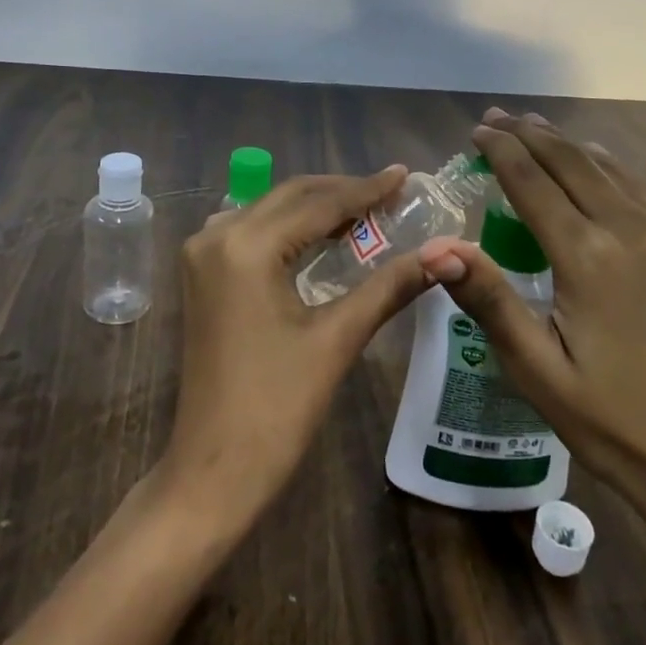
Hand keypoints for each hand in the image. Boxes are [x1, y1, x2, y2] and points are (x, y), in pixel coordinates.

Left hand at [156, 167, 432, 531]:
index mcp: (247, 246)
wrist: (212, 470)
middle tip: (391, 192)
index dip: (366, 189)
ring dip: (315, 207)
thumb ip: (389, 287)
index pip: (319, 204)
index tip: (405, 174)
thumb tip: (445, 254)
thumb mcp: (337, 339)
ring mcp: (202, 254)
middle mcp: (217, 235)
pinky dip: (288, 227)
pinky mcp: (201, 274)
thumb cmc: (277, 408)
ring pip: (269, 210)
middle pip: (290, 197)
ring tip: (365, 211)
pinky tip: (319, 236)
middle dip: (342, 193)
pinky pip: (250, 231)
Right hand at [416, 110, 645, 536]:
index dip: (502, 151)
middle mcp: (634, 233)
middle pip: (575, 163)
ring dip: (570, 147)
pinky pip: (642, 195)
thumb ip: (489, 300)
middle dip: (532, 135)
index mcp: (590, 258)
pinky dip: (607, 171)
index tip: (477, 129)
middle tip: (498, 117)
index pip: (534, 183)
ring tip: (538, 130)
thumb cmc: (614, 424)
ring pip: (612, 171)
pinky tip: (595, 173)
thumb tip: (437, 248)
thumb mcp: (537, 371)